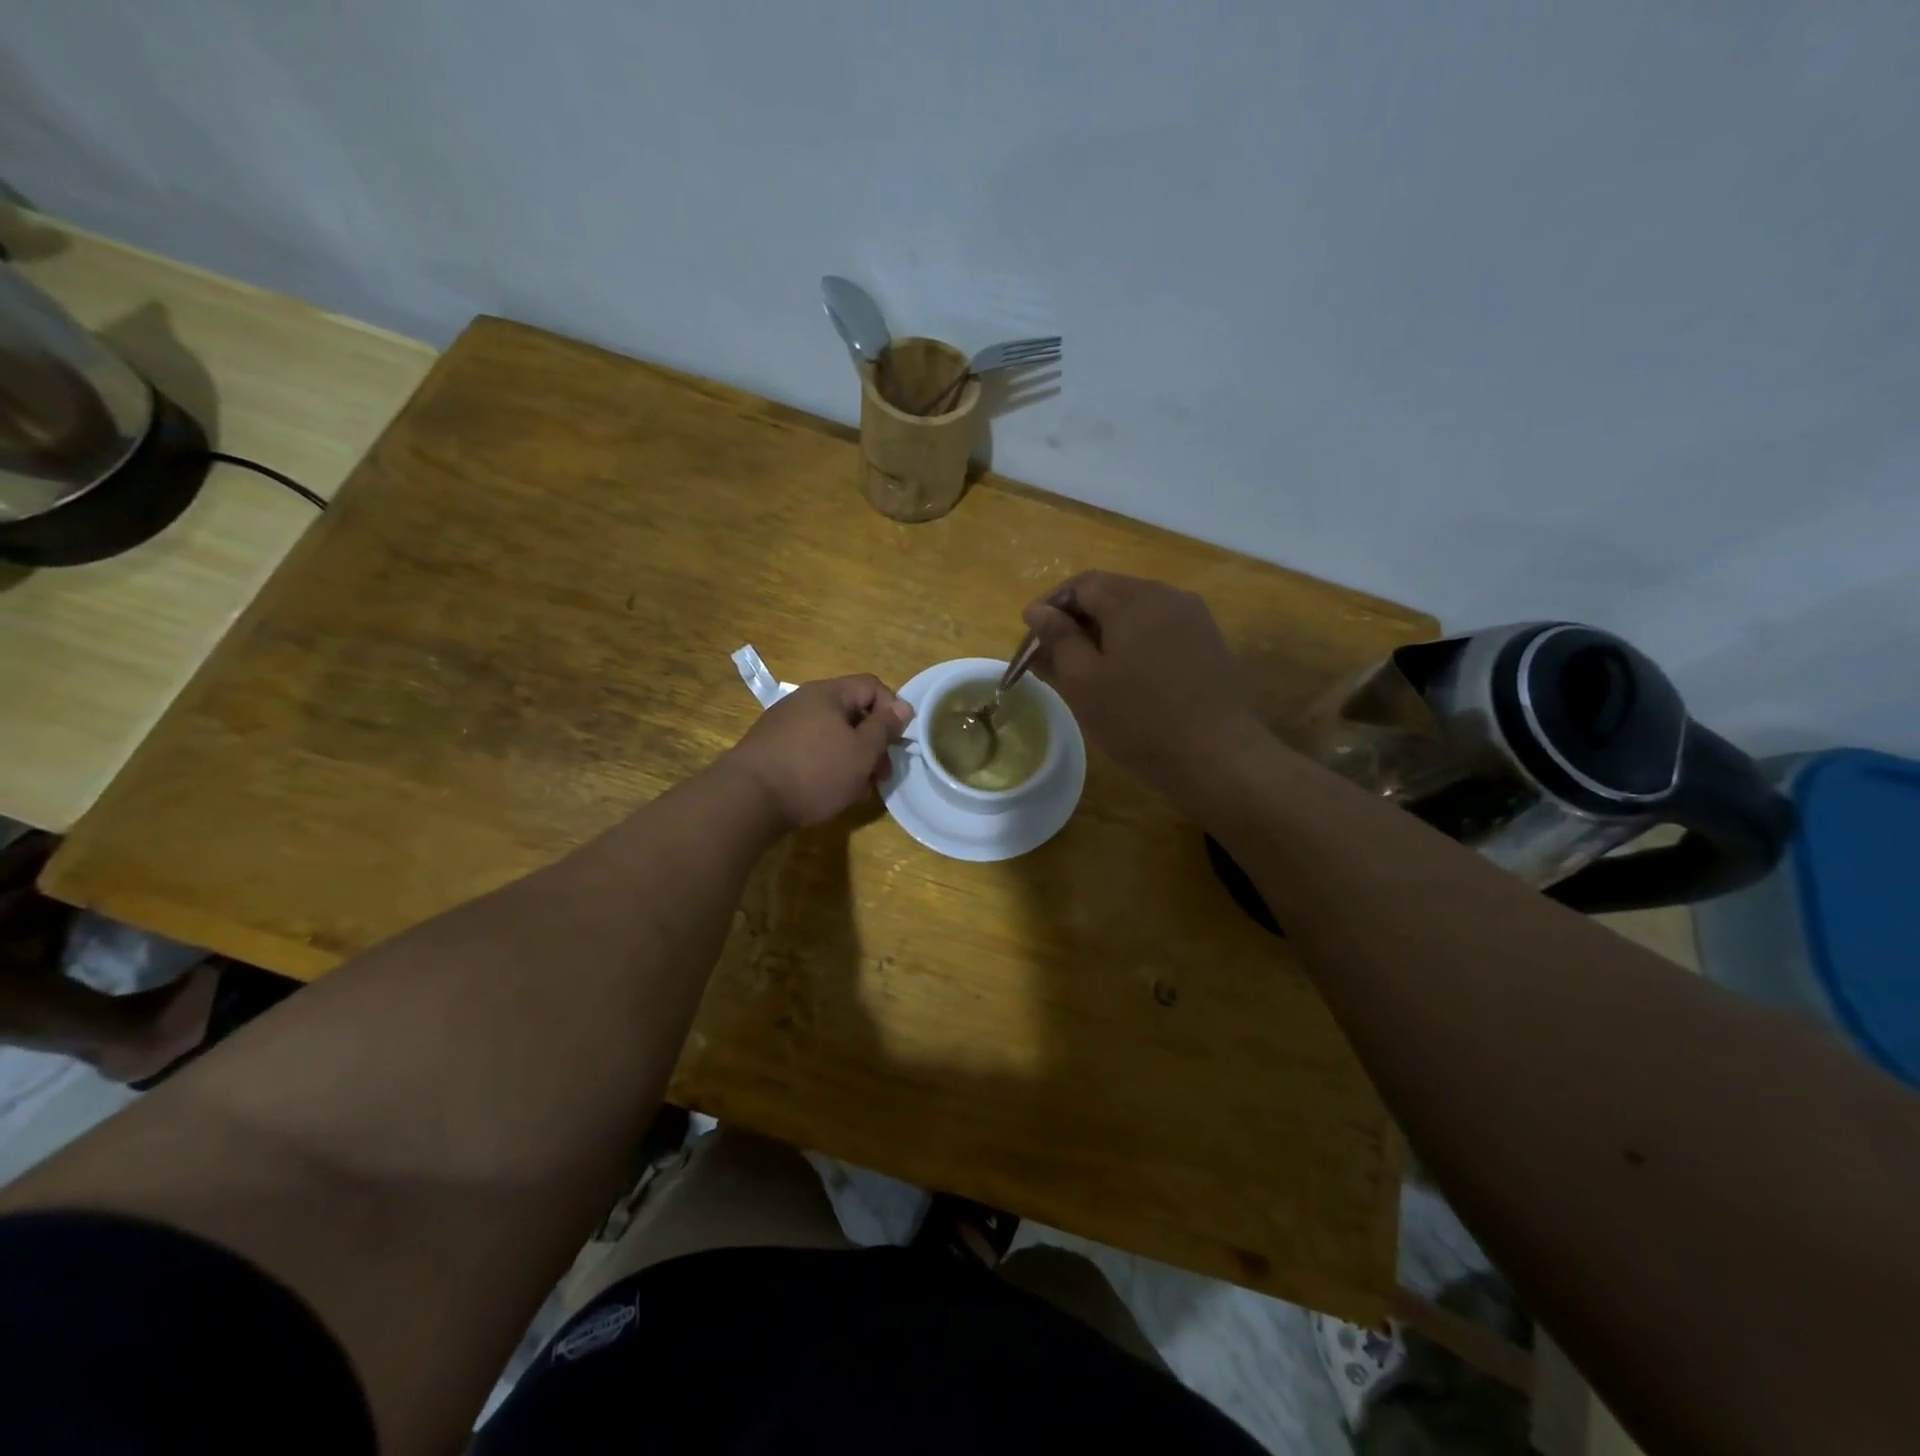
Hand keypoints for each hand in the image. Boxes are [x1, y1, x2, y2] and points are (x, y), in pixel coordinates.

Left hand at [722, 675, 913, 830]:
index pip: (872, 686)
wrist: (748, 799)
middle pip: (852, 711)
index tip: (898, 742)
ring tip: (858, 789)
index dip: (893, 710)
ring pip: (832, 733)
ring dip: (852, 757)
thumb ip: (885, 727)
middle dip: (873, 741)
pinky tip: (830, 790)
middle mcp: (804, 700)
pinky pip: (811, 748)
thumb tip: (904, 706)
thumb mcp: (862, 751)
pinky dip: (828, 764)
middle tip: (882, 774)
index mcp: (828, 693)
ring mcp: (784, 723)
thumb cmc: (815, 771)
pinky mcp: (771, 747)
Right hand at [1023, 572, 1259, 800]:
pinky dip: (1133, 642)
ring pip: (1136, 612)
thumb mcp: (1083, 680)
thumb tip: (1037, 610)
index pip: (1081, 585)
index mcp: (1132, 599)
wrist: (1215, 754)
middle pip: (1111, 594)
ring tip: (1086, 668)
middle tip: (1053, 655)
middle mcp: (1166, 596)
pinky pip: (1159, 629)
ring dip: (1105, 631)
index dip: (1050, 605)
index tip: (1030, 635)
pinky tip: (1125, 675)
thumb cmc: (1137, 718)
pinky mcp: (1207, 642)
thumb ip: (1058, 639)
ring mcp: (1193, 618)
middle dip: (1077, 619)